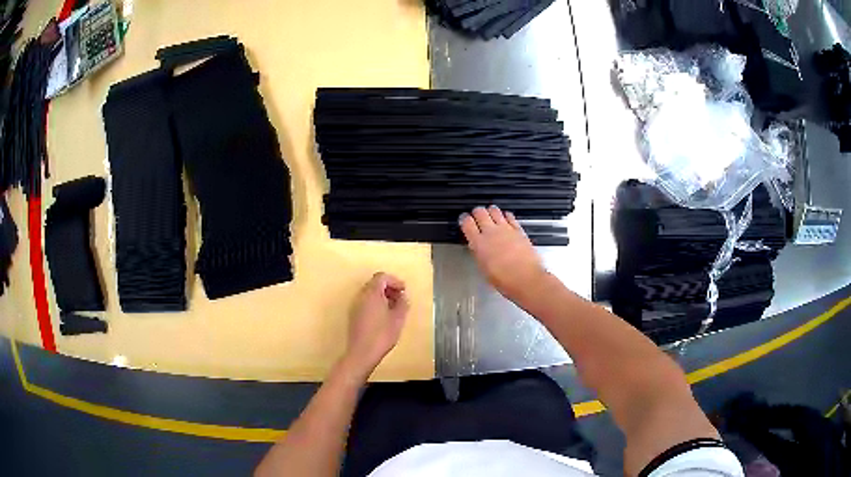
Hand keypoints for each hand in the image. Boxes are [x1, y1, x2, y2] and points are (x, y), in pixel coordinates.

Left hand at [342, 272, 409, 376]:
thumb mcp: (398, 319)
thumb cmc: (382, 335)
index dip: (394, 281)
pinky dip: (375, 303)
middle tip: (400, 298)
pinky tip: (384, 316)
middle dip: (388, 287)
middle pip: (374, 283)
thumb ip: (402, 304)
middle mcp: (361, 296)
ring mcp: (355, 305)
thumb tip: (403, 296)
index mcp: (372, 293)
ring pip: (369, 293)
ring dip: (382, 296)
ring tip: (394, 307)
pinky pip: (365, 302)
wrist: (362, 353)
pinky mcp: (353, 315)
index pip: (382, 277)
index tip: (404, 290)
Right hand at [460, 206, 546, 301]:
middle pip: (480, 212)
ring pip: (494, 210)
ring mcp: (506, 229)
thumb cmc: (505, 279)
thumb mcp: (483, 268)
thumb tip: (478, 247)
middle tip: (476, 216)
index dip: (464, 219)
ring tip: (490, 215)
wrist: (525, 278)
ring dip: (491, 211)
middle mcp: (491, 232)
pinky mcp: (518, 229)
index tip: (464, 220)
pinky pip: (510, 216)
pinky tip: (505, 218)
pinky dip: (506, 215)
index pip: (467, 222)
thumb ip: (479, 253)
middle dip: (477, 213)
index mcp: (479, 243)